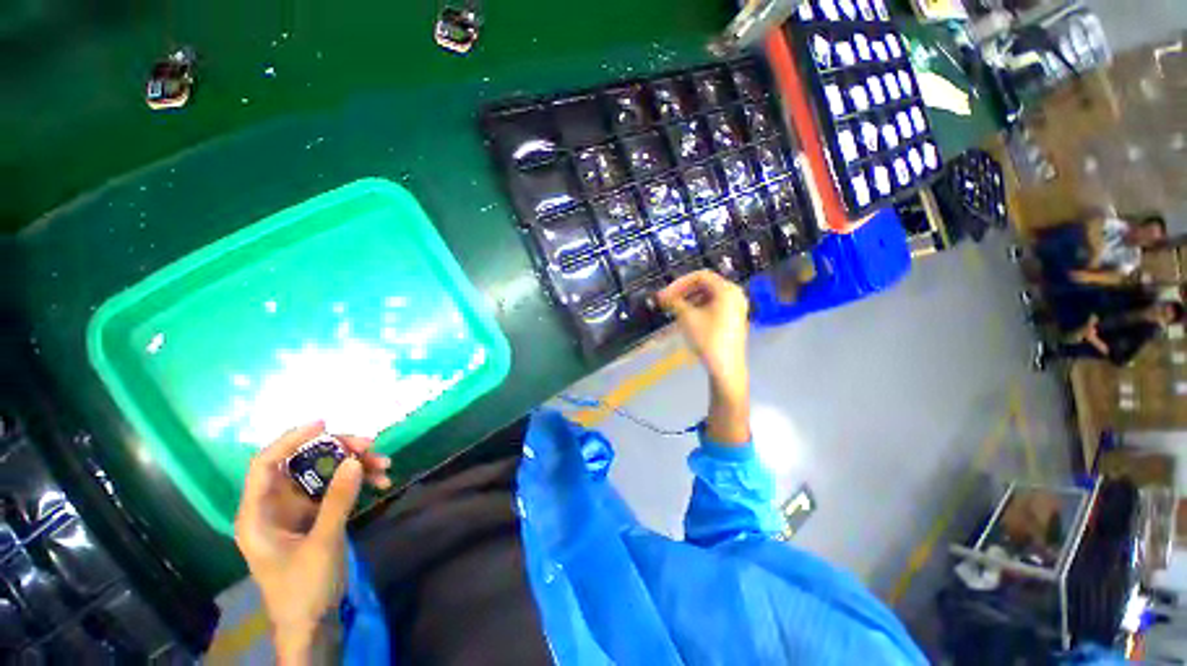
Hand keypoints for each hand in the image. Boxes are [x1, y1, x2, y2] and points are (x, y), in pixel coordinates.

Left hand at [234, 421, 391, 661]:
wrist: (313, 622)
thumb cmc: (304, 588)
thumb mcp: (322, 543)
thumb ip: (337, 501)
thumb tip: (354, 460)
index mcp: (259, 513)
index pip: (266, 464)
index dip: (291, 439)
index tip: (324, 423)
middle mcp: (276, 505)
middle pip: (303, 463)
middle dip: (338, 451)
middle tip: (371, 446)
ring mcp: (298, 510)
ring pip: (325, 473)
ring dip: (355, 465)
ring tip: (385, 465)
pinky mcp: (316, 515)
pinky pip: (337, 487)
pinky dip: (359, 481)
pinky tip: (381, 482)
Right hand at [657, 270, 750, 443]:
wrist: (726, 368)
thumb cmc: (708, 339)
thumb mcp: (687, 318)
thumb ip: (673, 302)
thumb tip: (660, 296)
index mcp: (727, 290)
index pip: (700, 276)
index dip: (679, 283)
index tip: (664, 294)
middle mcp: (734, 294)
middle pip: (704, 285)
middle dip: (682, 292)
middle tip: (665, 301)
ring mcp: (735, 307)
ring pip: (707, 296)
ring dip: (688, 300)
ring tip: (672, 310)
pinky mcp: (732, 319)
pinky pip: (712, 306)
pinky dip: (697, 308)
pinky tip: (684, 318)